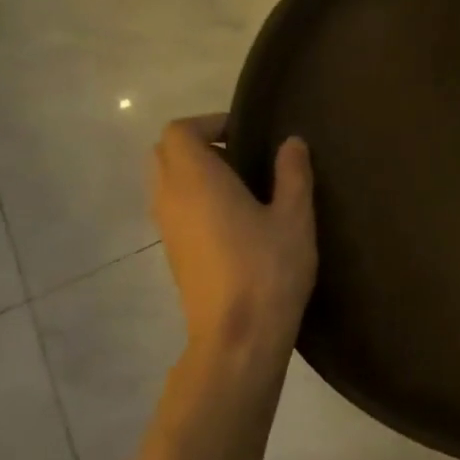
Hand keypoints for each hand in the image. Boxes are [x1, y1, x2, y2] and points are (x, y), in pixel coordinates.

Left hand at [150, 116, 316, 380]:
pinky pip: (174, 209)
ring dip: (196, 174)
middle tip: (243, 155)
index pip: (180, 131)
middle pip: (165, 153)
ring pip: (166, 182)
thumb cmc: (268, 270)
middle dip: (199, 145)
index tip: (247, 133)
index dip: (210, 123)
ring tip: (243, 188)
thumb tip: (291, 142)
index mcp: (197, 180)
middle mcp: (171, 198)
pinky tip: (235, 221)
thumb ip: (292, 174)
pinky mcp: (173, 254)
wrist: (237, 337)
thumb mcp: (294, 217)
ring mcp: (167, 229)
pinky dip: (195, 200)